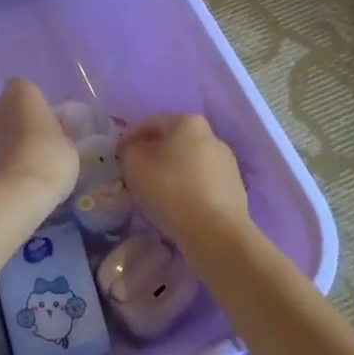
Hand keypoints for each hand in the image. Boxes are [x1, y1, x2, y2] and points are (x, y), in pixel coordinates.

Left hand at [0, 79, 78, 207]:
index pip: (23, 88)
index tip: (43, 124)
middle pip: (1, 108)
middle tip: (31, 144)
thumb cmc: (49, 159)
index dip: (32, 105)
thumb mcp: (68, 145)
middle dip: (11, 121)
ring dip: (0, 143)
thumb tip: (50, 134)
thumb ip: (56, 133)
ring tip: (19, 167)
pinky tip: (8, 180)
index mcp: (22, 93)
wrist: (13, 194)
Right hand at [119, 113, 250, 252]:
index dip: (130, 138)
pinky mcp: (235, 189)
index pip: (151, 123)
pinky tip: (178, 206)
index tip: (118, 157)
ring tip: (156, 194)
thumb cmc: (171, 189)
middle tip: (135, 174)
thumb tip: (137, 150)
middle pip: (173, 142)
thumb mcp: (134, 163)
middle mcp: (212, 136)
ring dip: (172, 173)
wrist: (216, 232)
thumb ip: (131, 150)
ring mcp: (227, 163)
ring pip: (189, 164)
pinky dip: (188, 190)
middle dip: (153, 155)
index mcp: (188, 122)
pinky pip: (202, 184)